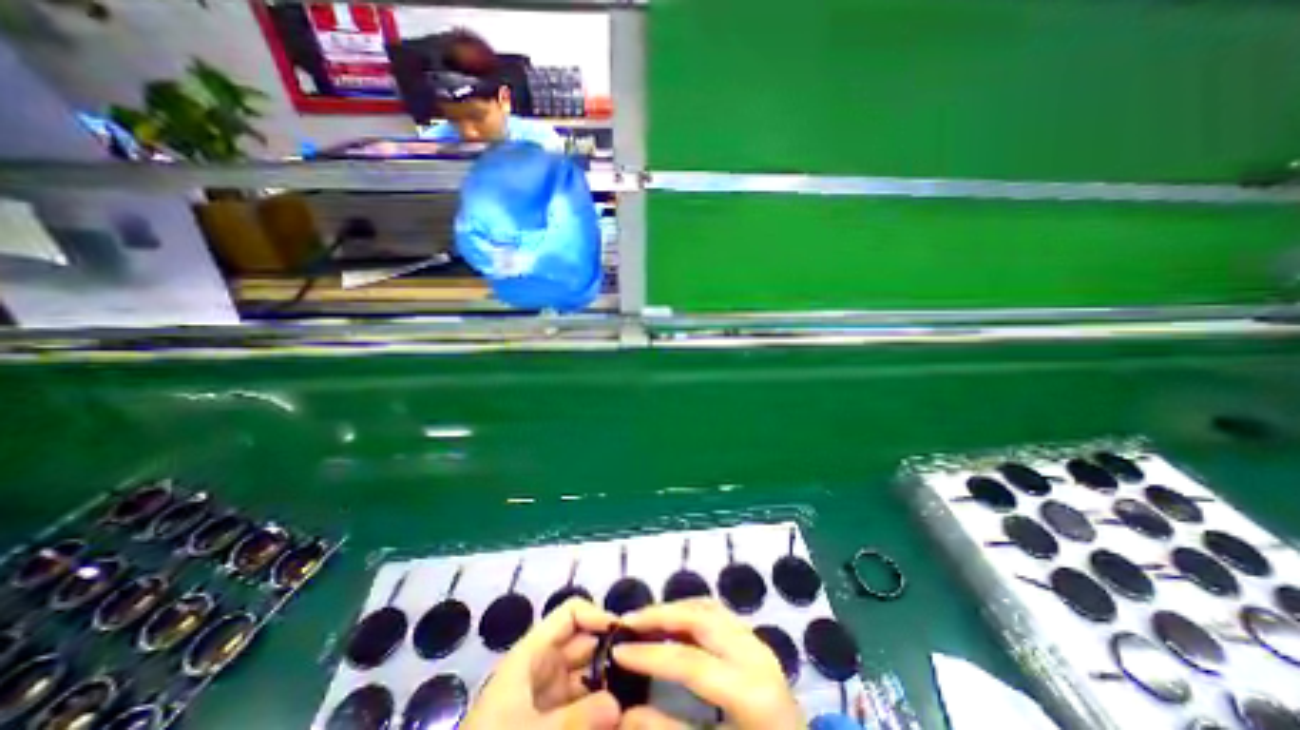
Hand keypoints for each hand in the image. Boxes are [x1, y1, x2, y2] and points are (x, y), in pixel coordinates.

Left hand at [462, 599, 623, 729]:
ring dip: (608, 686)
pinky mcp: (551, 722)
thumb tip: (619, 704)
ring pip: (587, 678)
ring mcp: (547, 696)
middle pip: (584, 645)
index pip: (571, 614)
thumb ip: (576, 718)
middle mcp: (543, 667)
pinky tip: (618, 720)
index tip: (625, 636)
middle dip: (610, 654)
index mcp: (533, 653)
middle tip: (639, 672)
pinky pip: (582, 707)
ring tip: (635, 698)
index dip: (597, 616)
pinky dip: (598, 711)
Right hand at [608, 600, 803, 729]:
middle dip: (661, 615)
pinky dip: (692, 612)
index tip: (617, 649)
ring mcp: (758, 645)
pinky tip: (674, 623)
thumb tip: (625, 712)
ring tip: (646, 619)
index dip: (649, 655)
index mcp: (750, 692)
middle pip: (701, 619)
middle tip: (629, 621)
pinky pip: (720, 614)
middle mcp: (756, 656)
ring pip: (711, 609)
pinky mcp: (756, 643)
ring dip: (676, 609)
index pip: (690, 662)